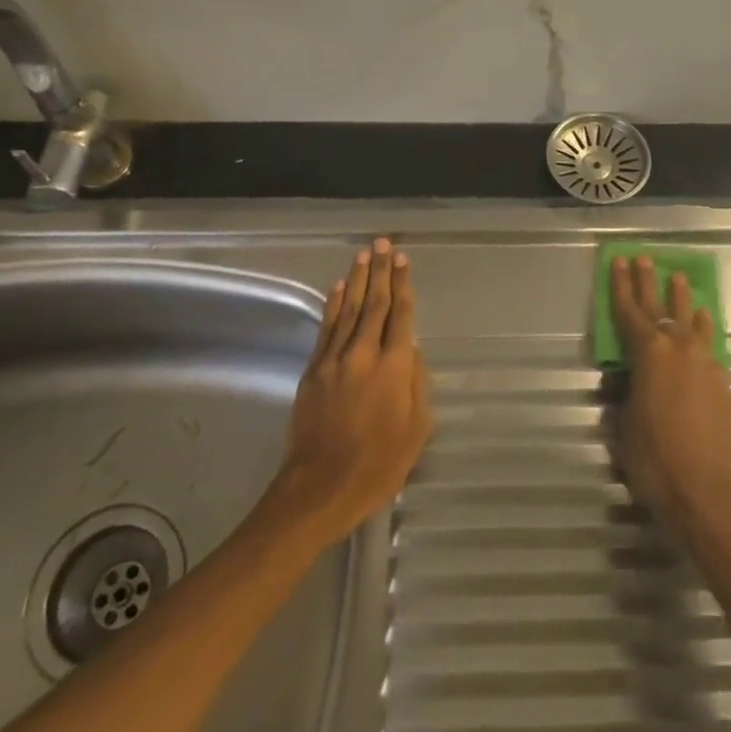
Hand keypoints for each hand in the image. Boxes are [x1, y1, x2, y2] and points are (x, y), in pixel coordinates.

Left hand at [272, 238, 431, 544]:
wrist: (319, 488)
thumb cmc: (377, 465)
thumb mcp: (416, 430)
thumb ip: (417, 384)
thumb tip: (410, 352)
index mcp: (394, 367)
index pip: (401, 314)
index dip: (403, 284)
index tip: (404, 259)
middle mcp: (364, 353)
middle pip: (374, 303)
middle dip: (381, 271)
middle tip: (384, 243)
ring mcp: (335, 359)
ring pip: (349, 309)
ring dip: (357, 279)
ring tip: (364, 254)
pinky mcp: (313, 370)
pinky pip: (326, 328)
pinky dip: (333, 305)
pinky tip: (338, 288)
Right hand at [611, 256, 730, 542]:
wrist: (708, 493)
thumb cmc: (655, 459)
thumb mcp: (624, 424)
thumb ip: (626, 392)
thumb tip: (628, 377)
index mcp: (648, 353)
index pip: (629, 310)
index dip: (621, 285)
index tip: (618, 260)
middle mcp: (678, 348)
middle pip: (661, 305)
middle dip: (651, 281)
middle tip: (646, 258)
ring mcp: (705, 364)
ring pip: (691, 321)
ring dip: (683, 300)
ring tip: (680, 280)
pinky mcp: (723, 384)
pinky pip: (709, 346)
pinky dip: (702, 332)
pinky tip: (702, 329)